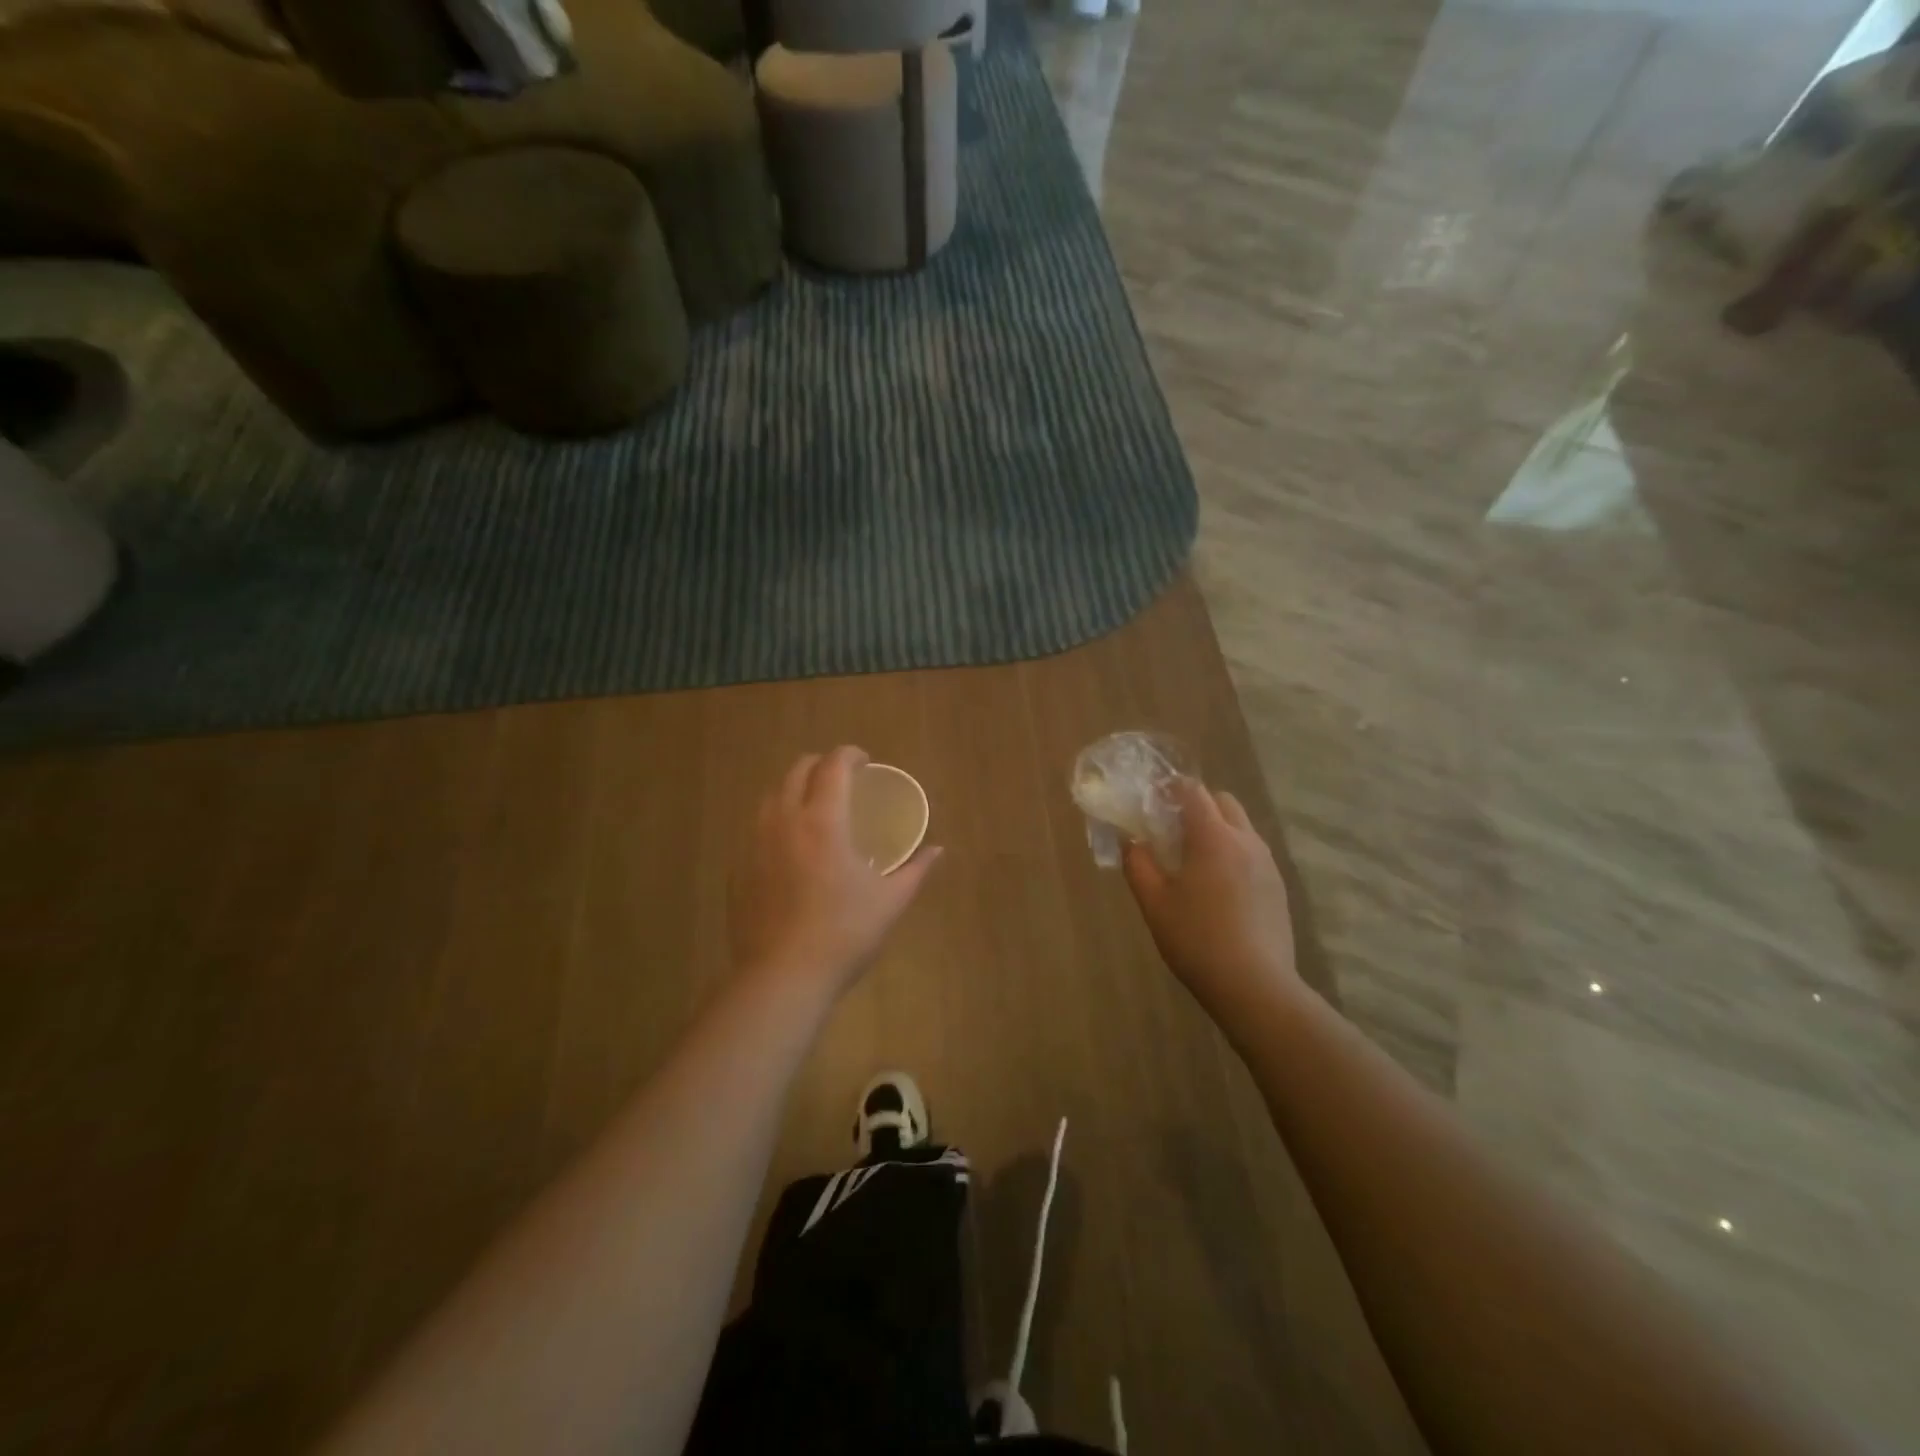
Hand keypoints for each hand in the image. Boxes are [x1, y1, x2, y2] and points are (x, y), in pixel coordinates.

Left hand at [730, 746, 941, 996]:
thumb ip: (915, 870)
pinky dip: (776, 820)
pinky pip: (756, 827)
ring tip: (814, 808)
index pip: (833, 766)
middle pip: (797, 771)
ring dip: (795, 789)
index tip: (865, 762)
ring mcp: (754, 843)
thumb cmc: (843, 934)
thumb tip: (937, 850)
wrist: (782, 977)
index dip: (850, 755)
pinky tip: (790, 847)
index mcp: (823, 821)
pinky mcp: (738, 868)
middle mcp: (784, 821)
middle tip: (841, 780)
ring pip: (772, 796)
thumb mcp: (889, 901)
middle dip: (820, 765)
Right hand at [1123, 778, 1301, 1025]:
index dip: (1170, 788)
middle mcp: (1246, 841)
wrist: (1255, 986)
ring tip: (1193, 860)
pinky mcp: (1278, 887)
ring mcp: (1267, 864)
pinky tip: (1218, 888)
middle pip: (1223, 802)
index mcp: (1213, 837)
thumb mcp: (1154, 902)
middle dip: (1197, 804)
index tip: (1151, 800)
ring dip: (1217, 829)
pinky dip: (1232, 853)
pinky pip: (1252, 853)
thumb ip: (1138, 864)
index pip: (1193, 791)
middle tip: (1171, 829)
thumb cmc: (1196, 939)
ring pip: (1241, 827)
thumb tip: (1131, 840)